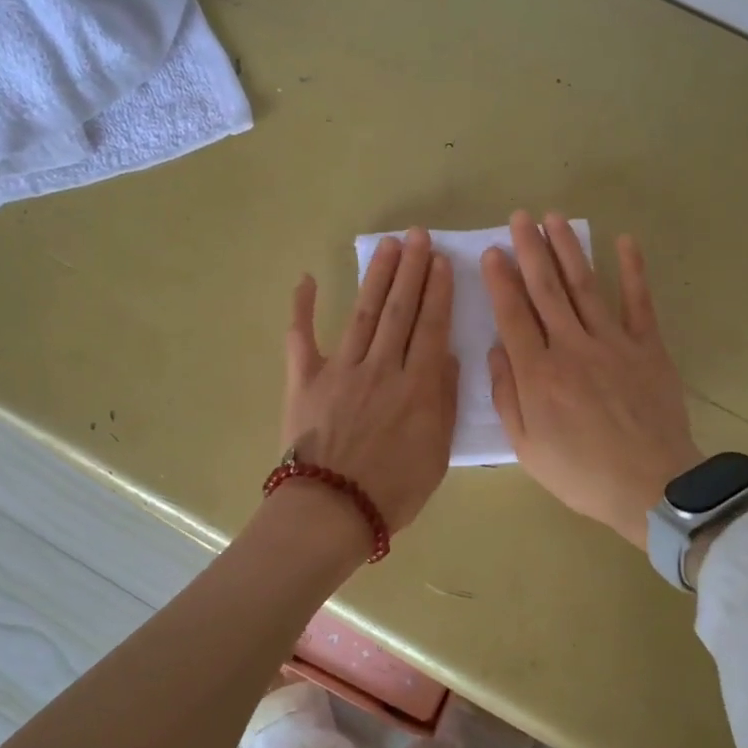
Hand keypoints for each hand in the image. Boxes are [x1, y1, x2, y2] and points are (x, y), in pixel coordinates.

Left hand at [281, 228, 458, 539]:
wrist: (333, 510)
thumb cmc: (393, 490)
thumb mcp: (437, 452)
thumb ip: (444, 401)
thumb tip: (446, 355)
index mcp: (417, 386)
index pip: (431, 326)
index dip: (438, 291)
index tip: (442, 261)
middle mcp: (381, 367)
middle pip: (399, 310)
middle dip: (411, 270)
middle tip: (417, 236)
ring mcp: (340, 369)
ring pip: (363, 312)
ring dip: (376, 277)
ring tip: (387, 246)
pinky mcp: (305, 379)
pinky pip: (301, 337)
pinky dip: (302, 308)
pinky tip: (307, 279)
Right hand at [482, 211, 701, 547]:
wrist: (651, 487)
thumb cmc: (581, 473)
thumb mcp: (527, 447)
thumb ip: (508, 396)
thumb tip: (495, 350)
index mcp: (539, 374)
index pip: (513, 315)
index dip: (500, 281)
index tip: (492, 252)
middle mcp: (571, 348)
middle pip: (546, 290)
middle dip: (530, 251)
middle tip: (519, 218)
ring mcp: (613, 343)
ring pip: (585, 287)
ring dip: (568, 250)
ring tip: (555, 218)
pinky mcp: (648, 348)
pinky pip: (640, 303)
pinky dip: (633, 271)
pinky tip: (624, 242)